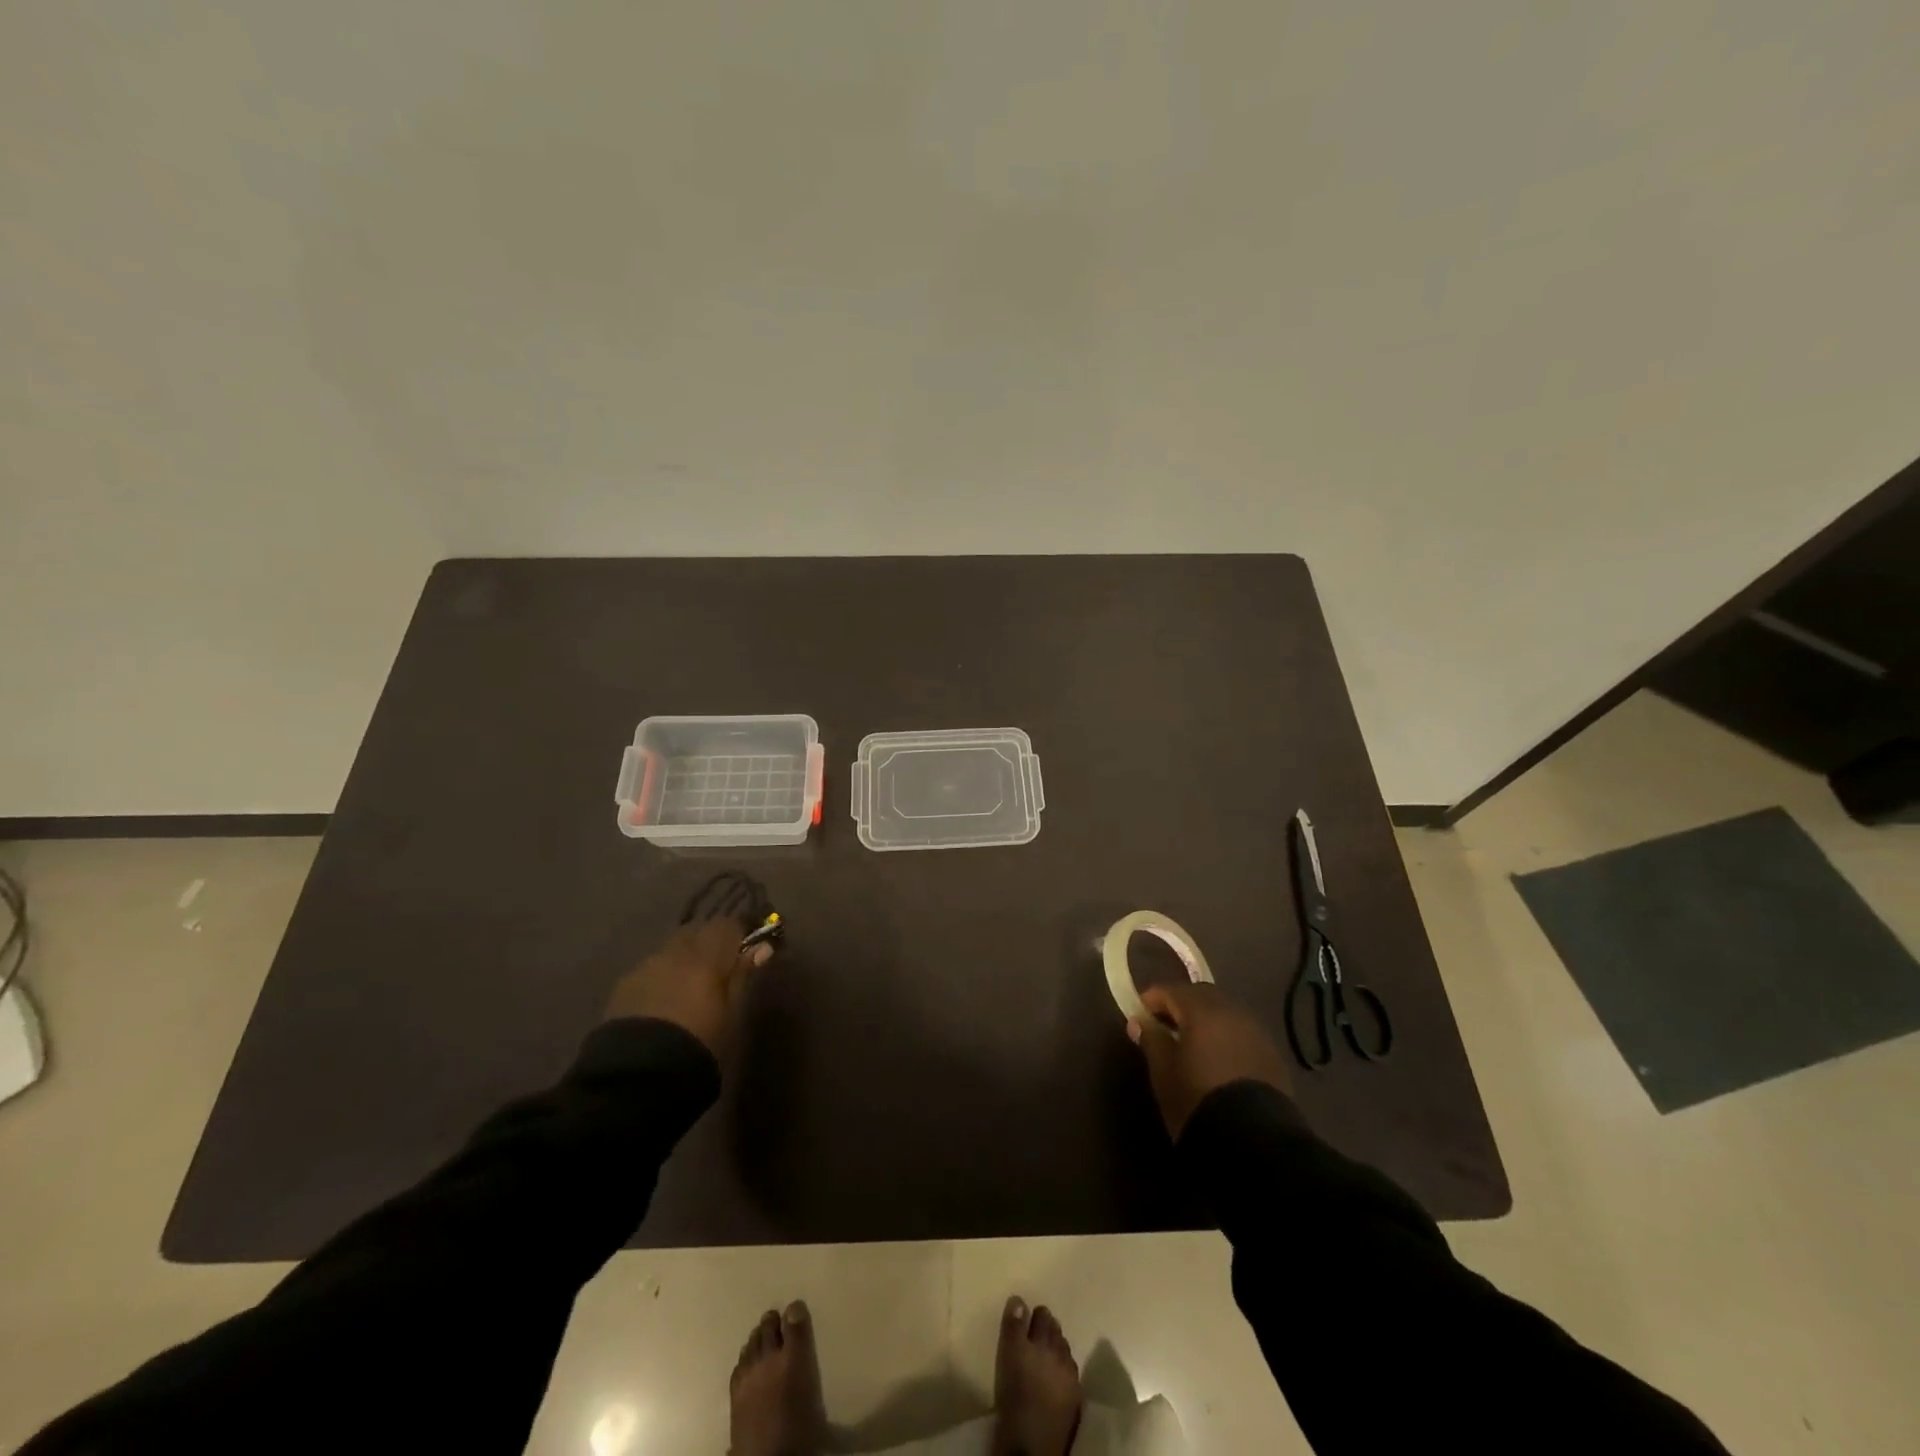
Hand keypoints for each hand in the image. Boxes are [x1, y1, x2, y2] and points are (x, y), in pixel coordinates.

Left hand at [605, 917, 773, 1056]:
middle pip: (696, 931)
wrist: (638, 1076)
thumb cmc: (700, 1044)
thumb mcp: (732, 1013)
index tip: (747, 952)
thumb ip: (743, 975)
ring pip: (671, 949)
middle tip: (719, 970)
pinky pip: (650, 969)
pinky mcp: (623, 986)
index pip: (727, 924)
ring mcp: (645, 966)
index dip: (739, 935)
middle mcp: (674, 951)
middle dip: (709, 943)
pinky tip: (663, 1002)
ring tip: (689, 988)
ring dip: (684, 959)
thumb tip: (761, 947)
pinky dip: (662, 976)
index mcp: (705, 954)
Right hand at [1127, 980, 1293, 1138]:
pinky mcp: (1273, 1056)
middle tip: (1164, 1026)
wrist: (1253, 1143)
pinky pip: (1242, 1034)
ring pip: (1225, 1013)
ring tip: (1192, 1045)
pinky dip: (1226, 1038)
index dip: (1151, 999)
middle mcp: (1233, 1012)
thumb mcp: (1163, 1072)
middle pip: (1201, 995)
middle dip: (1181, 1005)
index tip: (1138, 1015)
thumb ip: (1151, 1040)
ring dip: (1206, 1021)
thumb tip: (1139, 1021)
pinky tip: (1218, 1061)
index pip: (1171, 990)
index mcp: (1202, 1010)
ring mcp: (1257, 1033)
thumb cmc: (1197, 1100)